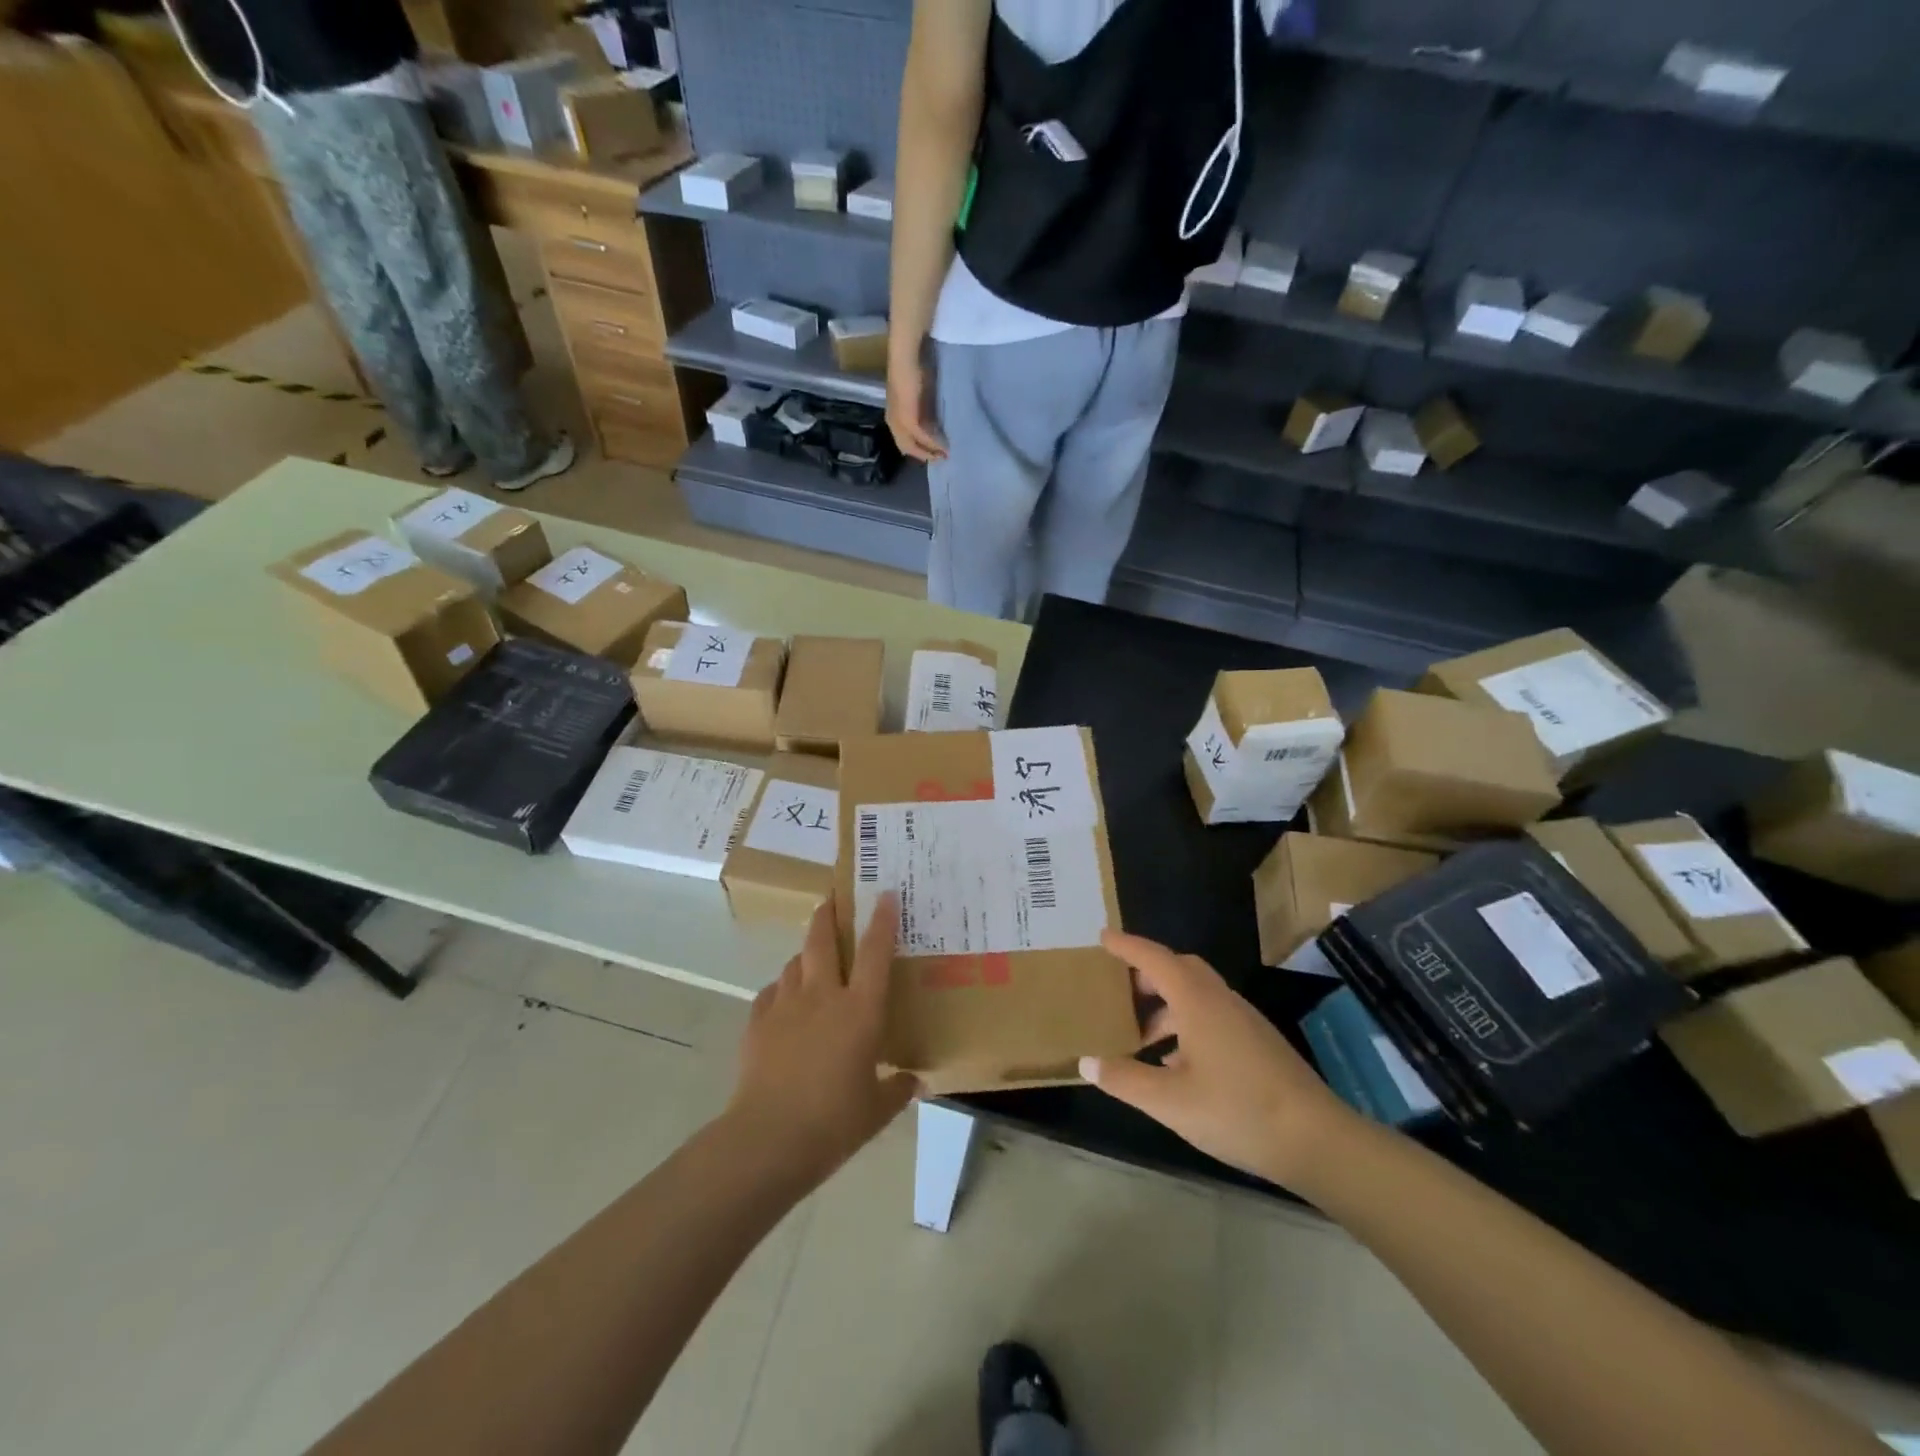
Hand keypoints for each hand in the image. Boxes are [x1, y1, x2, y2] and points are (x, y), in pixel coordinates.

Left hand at [727, 894, 918, 1186]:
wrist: (768, 1138)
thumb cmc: (834, 1121)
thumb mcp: (877, 1110)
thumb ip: (898, 1089)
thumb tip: (913, 1080)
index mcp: (860, 1010)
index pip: (875, 952)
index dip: (881, 920)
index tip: (884, 894)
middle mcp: (823, 996)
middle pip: (823, 940)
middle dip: (828, 915)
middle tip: (832, 900)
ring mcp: (786, 1006)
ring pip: (795, 962)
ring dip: (805, 954)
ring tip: (812, 958)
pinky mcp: (758, 1023)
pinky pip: (772, 992)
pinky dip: (781, 989)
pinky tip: (784, 1002)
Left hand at [886, 354, 945, 461]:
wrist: (906, 357)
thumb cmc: (913, 369)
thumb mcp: (918, 395)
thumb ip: (923, 409)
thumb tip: (935, 422)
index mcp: (893, 416)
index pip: (904, 440)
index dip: (919, 449)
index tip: (935, 452)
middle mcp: (893, 421)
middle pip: (907, 447)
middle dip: (925, 455)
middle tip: (942, 458)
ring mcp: (898, 422)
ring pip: (913, 446)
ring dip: (929, 452)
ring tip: (944, 455)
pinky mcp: (907, 419)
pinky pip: (921, 437)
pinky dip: (933, 444)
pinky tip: (943, 447)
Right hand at [1080, 931, 1357, 1187]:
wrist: (1317, 1140)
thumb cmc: (1238, 1111)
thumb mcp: (1170, 1102)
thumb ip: (1125, 1079)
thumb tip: (1087, 1062)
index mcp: (1197, 1001)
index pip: (1154, 958)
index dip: (1126, 945)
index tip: (1102, 937)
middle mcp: (1220, 1000)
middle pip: (1178, 968)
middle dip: (1146, 973)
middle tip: (1117, 989)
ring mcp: (1243, 1020)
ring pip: (1196, 994)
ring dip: (1165, 1004)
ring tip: (1140, 1035)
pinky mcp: (1257, 1042)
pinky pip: (1211, 1015)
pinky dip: (1185, 1023)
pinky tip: (1175, 1062)